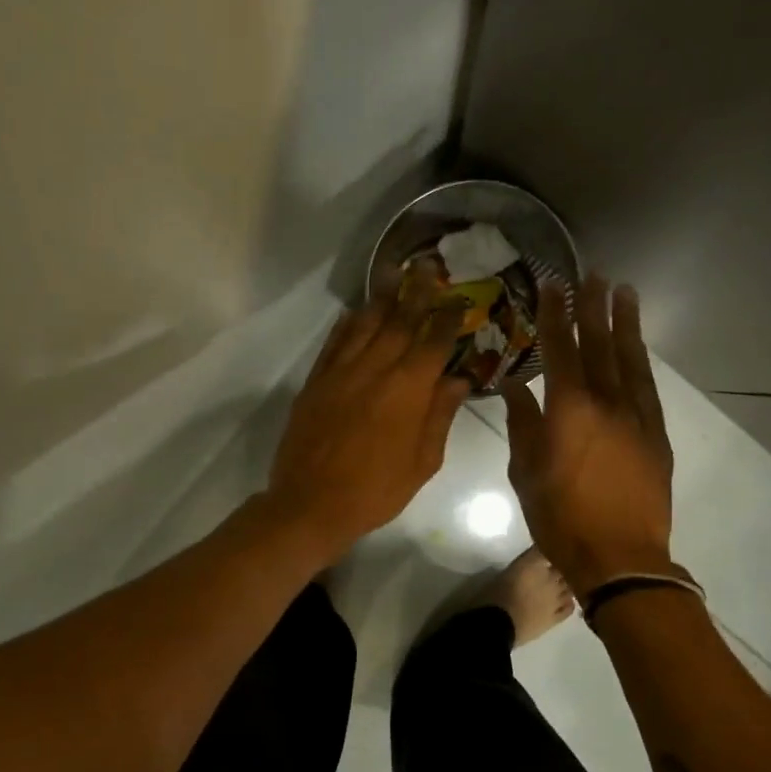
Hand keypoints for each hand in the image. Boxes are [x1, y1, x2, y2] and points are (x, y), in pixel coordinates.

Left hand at [265, 283, 468, 563]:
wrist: (311, 503)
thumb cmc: (376, 489)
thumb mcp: (423, 461)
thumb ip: (441, 415)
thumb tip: (459, 379)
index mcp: (409, 389)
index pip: (433, 341)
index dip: (448, 317)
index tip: (459, 299)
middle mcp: (376, 368)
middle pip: (400, 320)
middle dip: (417, 293)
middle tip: (428, 267)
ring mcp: (341, 371)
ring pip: (365, 323)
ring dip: (382, 297)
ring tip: (394, 274)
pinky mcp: (316, 380)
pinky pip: (334, 341)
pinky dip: (348, 323)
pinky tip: (356, 311)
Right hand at [502, 276, 673, 594]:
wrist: (621, 556)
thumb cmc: (561, 517)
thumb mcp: (526, 473)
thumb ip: (522, 425)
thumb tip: (516, 387)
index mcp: (568, 409)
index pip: (559, 348)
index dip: (554, 314)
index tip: (552, 284)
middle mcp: (606, 401)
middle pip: (599, 343)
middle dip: (593, 306)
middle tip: (594, 273)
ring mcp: (637, 416)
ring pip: (630, 358)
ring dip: (625, 323)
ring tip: (624, 292)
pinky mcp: (656, 434)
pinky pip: (648, 386)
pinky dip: (640, 360)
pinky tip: (638, 346)